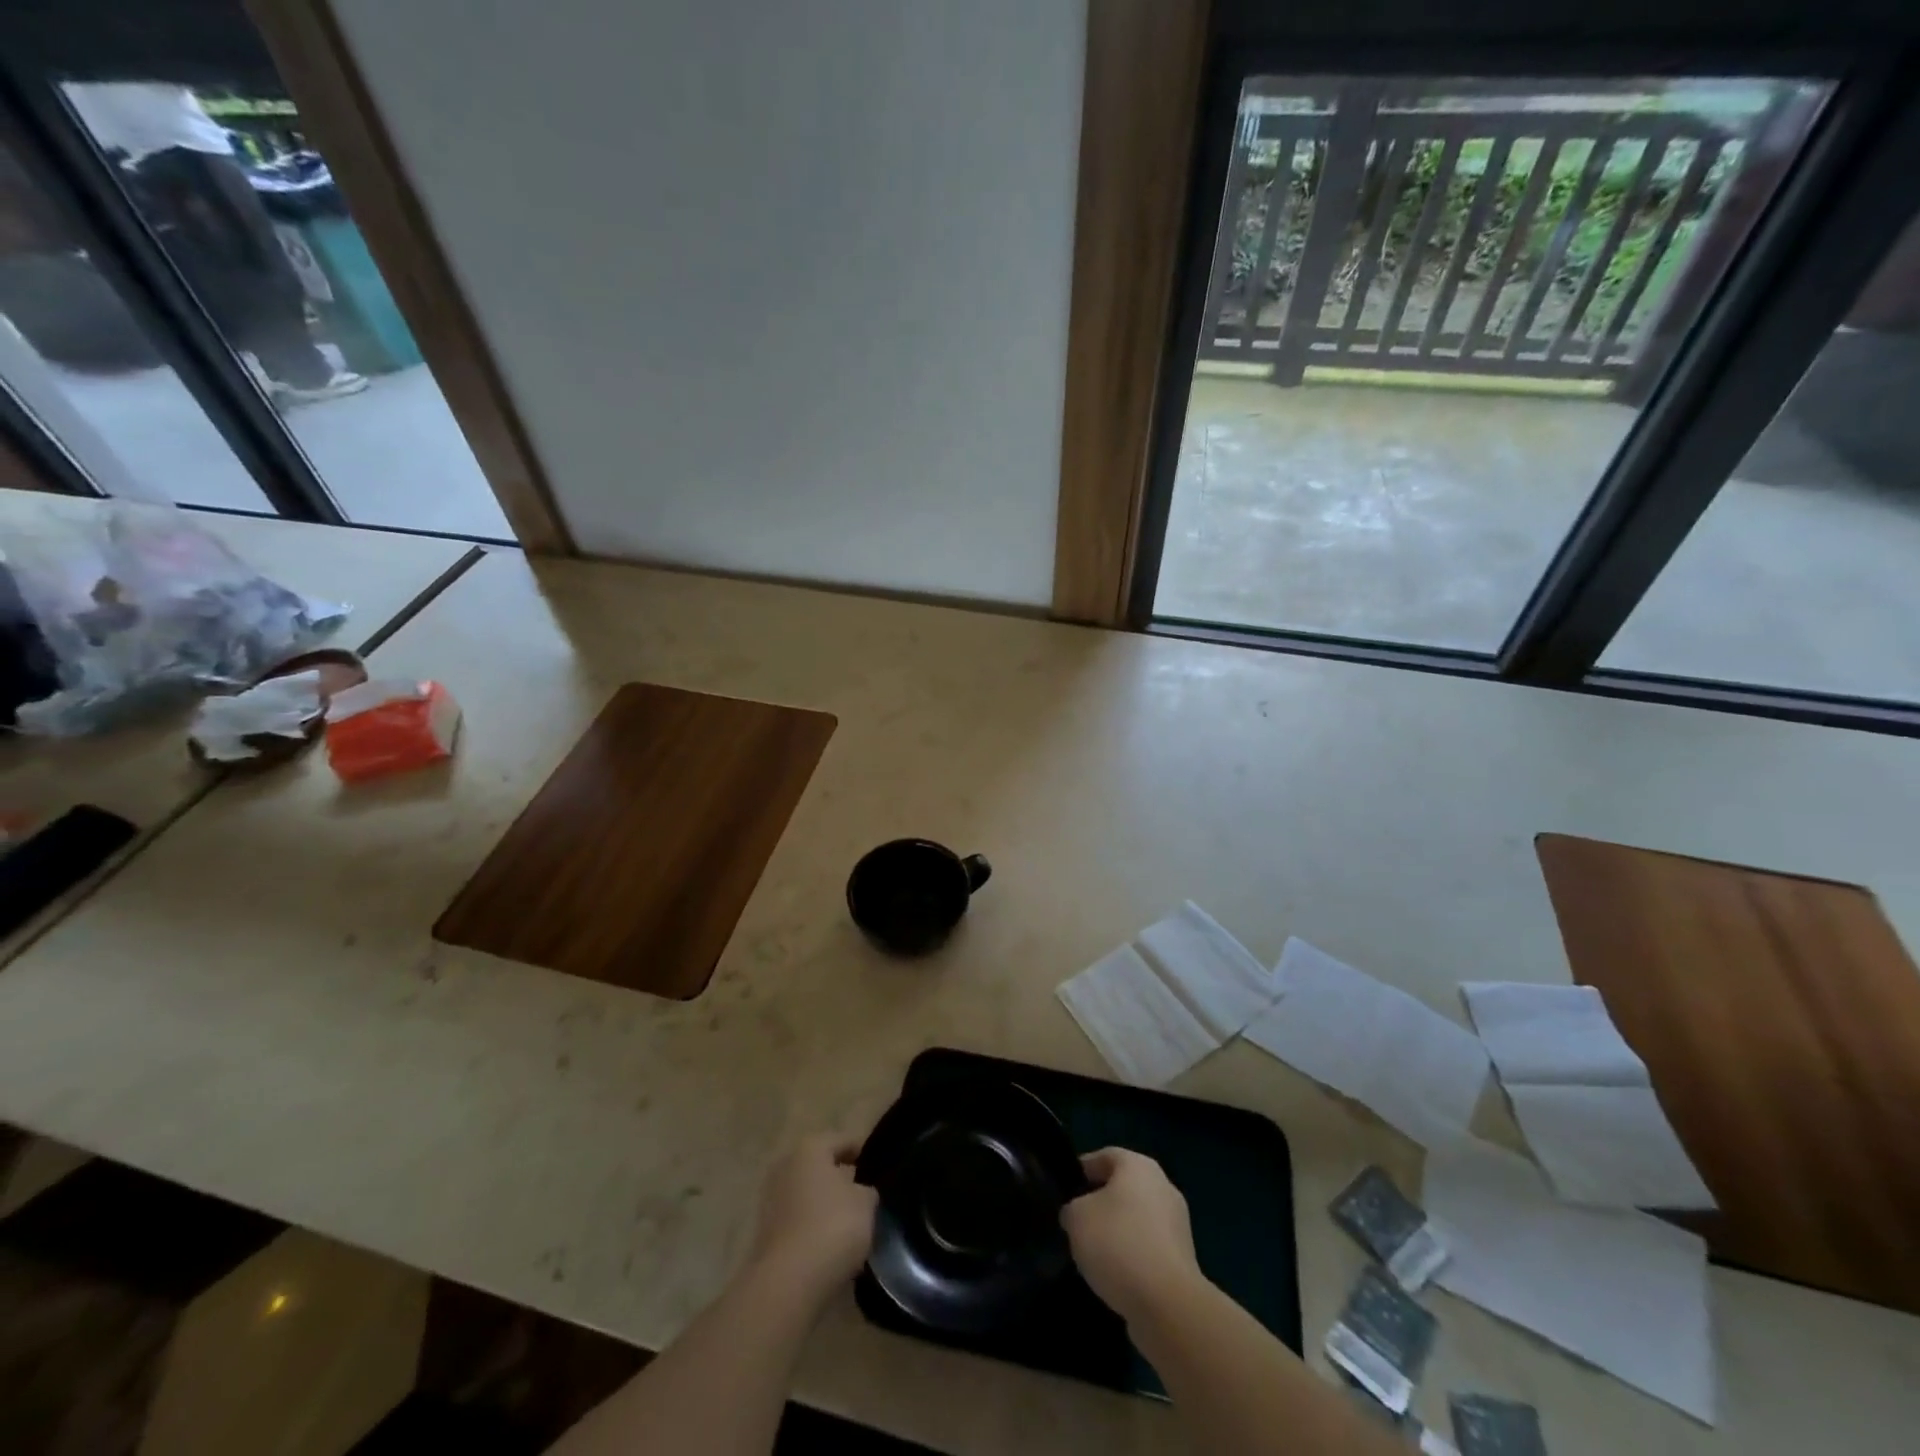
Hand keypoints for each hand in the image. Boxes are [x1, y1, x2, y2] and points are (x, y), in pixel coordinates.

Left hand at [747, 1133, 877, 1298]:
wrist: (788, 1284)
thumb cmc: (832, 1227)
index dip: (863, 1153)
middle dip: (841, 1180)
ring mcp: (771, 1201)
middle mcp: (786, 1166)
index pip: (843, 1141)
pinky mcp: (766, 1234)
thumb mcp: (865, 1203)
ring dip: (825, 1207)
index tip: (879, 1168)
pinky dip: (813, 1229)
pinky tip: (832, 1247)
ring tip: (851, 1226)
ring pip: (808, 1196)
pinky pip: (798, 1223)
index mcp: (810, 1148)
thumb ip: (866, 1191)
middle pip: (821, 1168)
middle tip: (865, 1196)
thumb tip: (859, 1192)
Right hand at [1061, 1148, 1203, 1324]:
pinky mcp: (1184, 1260)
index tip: (1064, 1193)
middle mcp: (1163, 1186)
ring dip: (1117, 1233)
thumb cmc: (1118, 1244)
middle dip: (1100, 1204)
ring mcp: (1177, 1224)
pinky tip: (1116, 1278)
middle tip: (1077, 1224)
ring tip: (1094, 1256)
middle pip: (1123, 1188)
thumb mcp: (1076, 1218)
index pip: (1104, 1156)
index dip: (1081, 1171)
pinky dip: (1132, 1258)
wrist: (1167, 1304)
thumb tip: (1077, 1214)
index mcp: (1139, 1165)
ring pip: (1136, 1219)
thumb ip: (1072, 1208)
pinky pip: (1149, 1248)